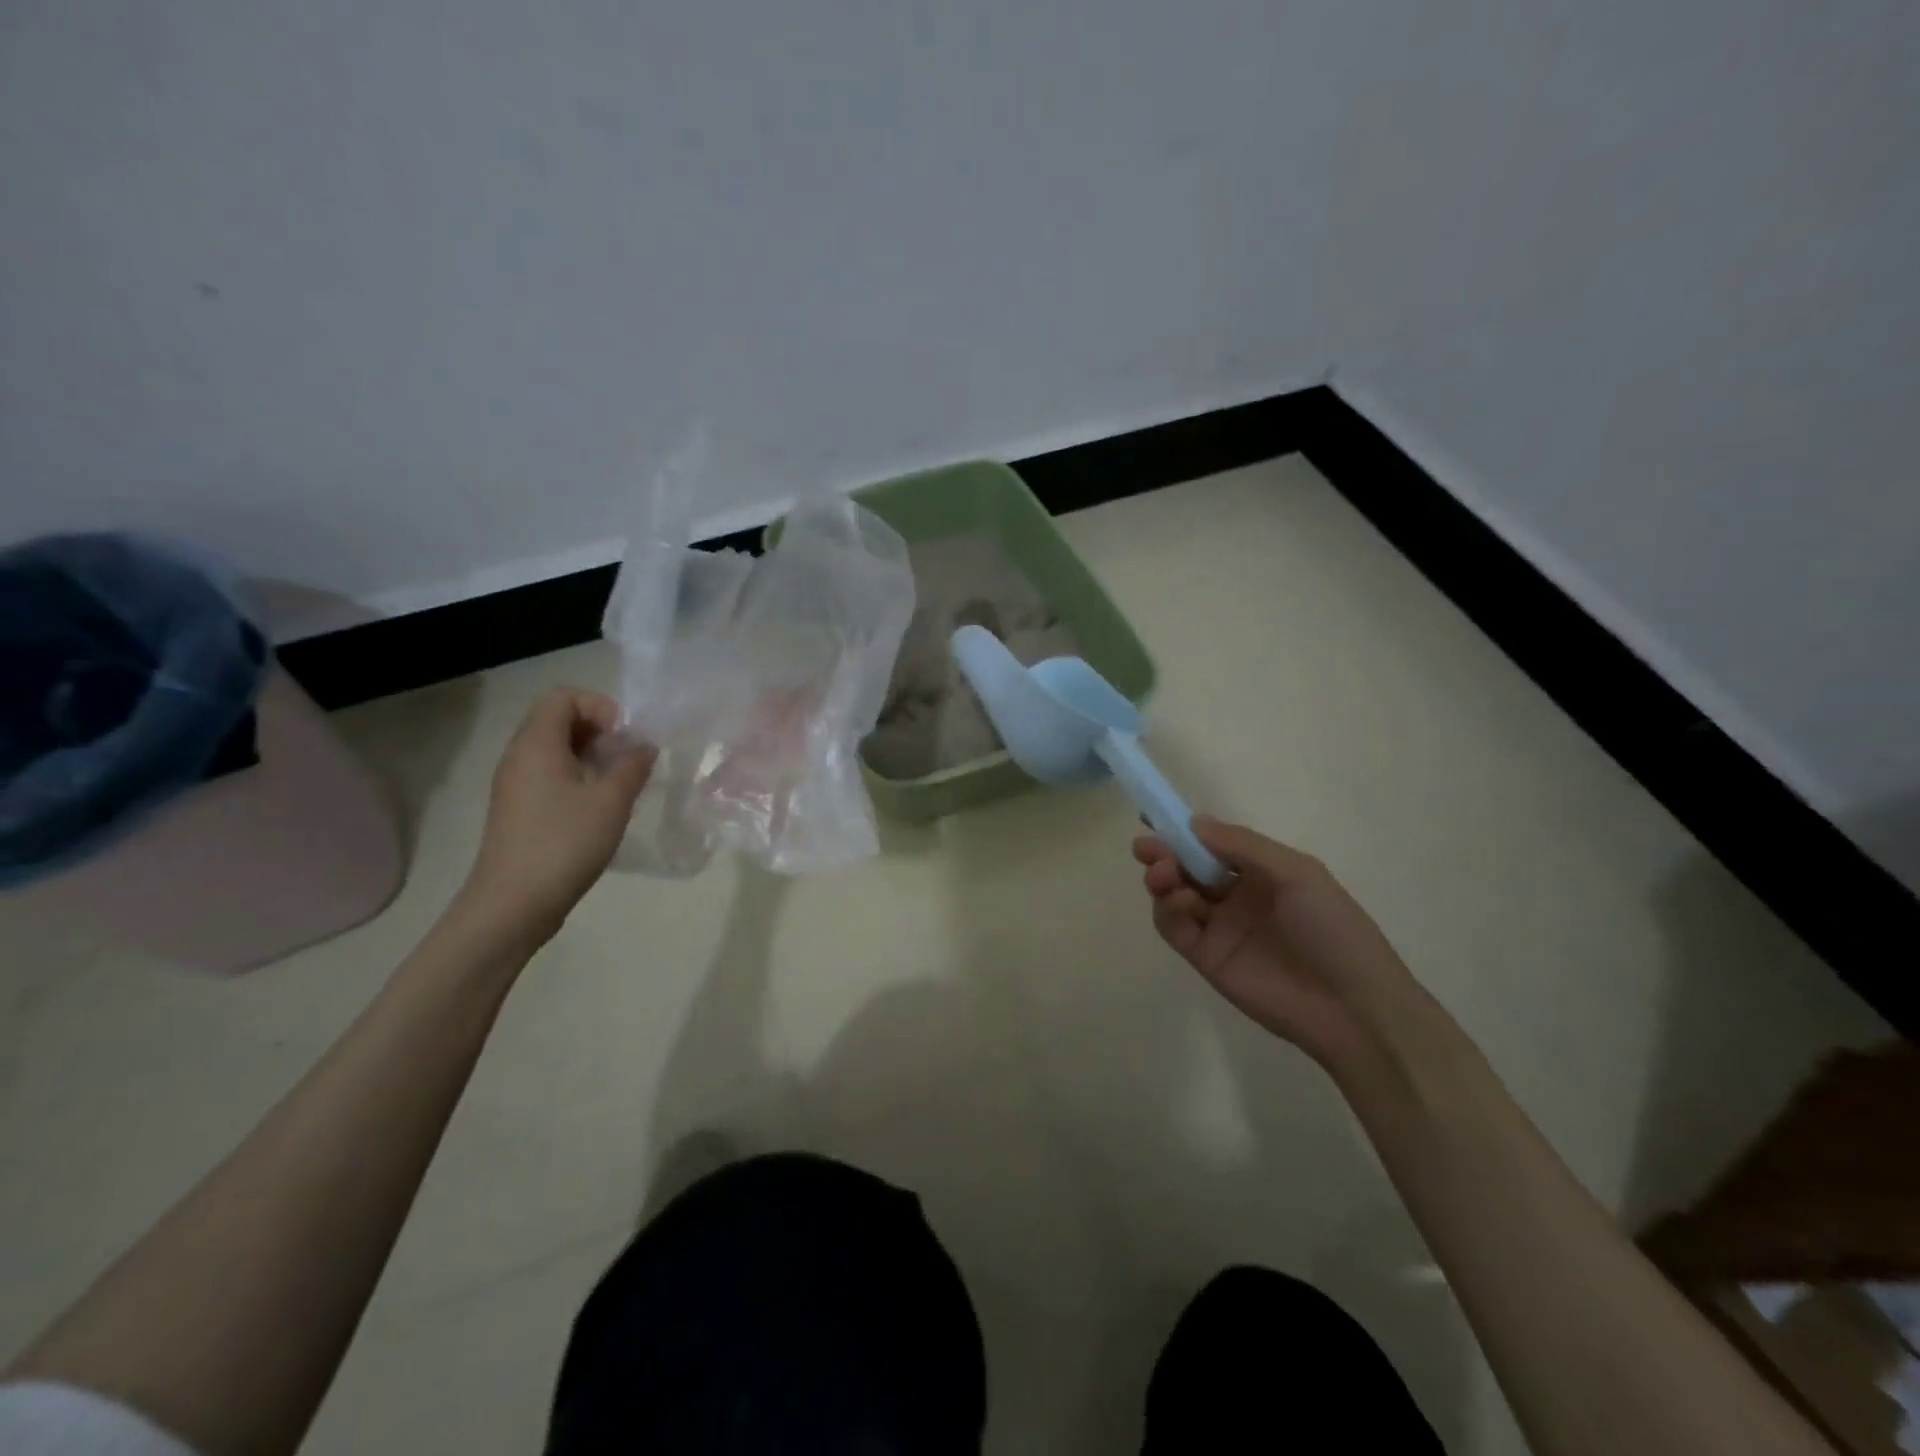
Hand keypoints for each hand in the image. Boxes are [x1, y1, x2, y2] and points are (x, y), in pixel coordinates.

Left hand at [462, 688, 655, 941]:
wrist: (513, 903)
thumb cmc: (565, 842)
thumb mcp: (612, 801)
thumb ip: (633, 766)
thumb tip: (644, 747)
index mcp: (537, 744)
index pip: (563, 697)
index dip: (599, 707)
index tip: (624, 736)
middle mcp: (519, 757)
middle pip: (557, 720)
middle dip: (599, 731)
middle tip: (627, 758)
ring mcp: (515, 785)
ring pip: (554, 750)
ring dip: (591, 756)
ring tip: (619, 783)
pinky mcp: (518, 810)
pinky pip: (549, 775)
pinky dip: (578, 778)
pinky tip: (600, 806)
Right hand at [1134, 817, 1425, 1072]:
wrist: (1352, 1008)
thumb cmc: (1332, 928)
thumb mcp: (1297, 873)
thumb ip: (1243, 845)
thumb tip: (1193, 821)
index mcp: (1262, 872)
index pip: (1214, 845)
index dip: (1185, 832)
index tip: (1156, 818)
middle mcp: (1237, 896)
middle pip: (1188, 868)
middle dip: (1165, 854)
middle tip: (1147, 849)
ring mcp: (1220, 928)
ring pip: (1176, 895)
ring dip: (1163, 878)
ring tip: (1164, 875)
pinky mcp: (1206, 958)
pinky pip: (1175, 928)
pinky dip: (1168, 910)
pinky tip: (1179, 901)